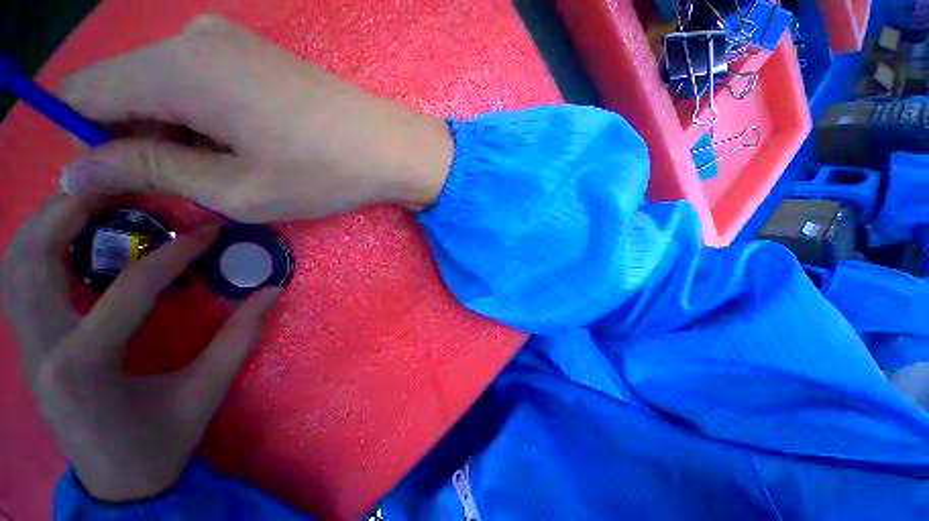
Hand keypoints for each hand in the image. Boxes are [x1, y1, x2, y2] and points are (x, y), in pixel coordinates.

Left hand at [1, 194, 281, 501]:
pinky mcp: (27, 345)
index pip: (129, 289)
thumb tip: (271, 290)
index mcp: (84, 366)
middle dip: (75, 210)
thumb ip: (240, 337)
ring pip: (17, 263)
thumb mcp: (206, 391)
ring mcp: (26, 345)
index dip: (176, 254)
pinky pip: (19, 280)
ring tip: (93, 200)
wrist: (118, 482)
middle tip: (122, 185)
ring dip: (50, 222)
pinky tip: (70, 239)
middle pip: (36, 257)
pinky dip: (39, 247)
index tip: (209, 231)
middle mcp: (41, 348)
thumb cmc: (161, 443)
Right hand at [59, 15, 452, 221]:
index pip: (82, 95)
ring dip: (175, 134)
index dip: (85, 142)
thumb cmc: (326, 173)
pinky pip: (199, 84)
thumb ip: (148, 172)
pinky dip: (202, 120)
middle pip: (122, 91)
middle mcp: (192, 40)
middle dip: (136, 142)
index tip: (121, 182)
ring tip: (231, 170)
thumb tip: (77, 172)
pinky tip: (246, 147)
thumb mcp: (235, 188)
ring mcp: (227, 42)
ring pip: (161, 89)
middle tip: (192, 186)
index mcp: (175, 68)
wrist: (391, 148)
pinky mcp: (254, 56)